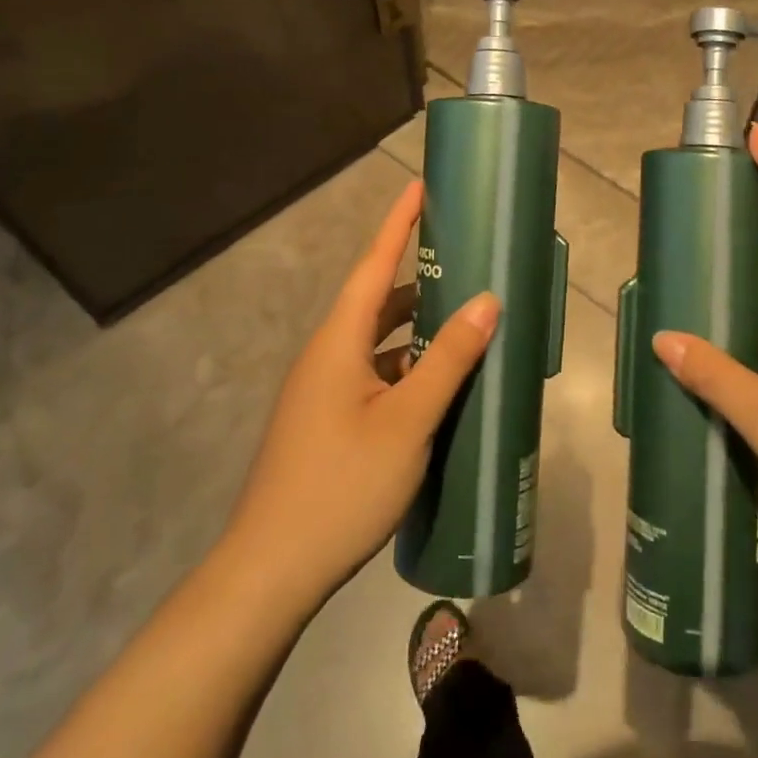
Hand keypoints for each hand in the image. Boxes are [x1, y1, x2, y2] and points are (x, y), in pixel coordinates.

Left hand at [224, 180, 498, 609]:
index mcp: (339, 341)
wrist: (270, 571)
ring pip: (376, 342)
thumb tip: (486, 300)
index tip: (421, 186)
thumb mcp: (407, 421)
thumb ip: (448, 359)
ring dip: (415, 327)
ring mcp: (323, 390)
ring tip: (463, 319)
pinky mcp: (327, 420)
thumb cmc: (341, 486)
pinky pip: (373, 374)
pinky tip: (438, 385)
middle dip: (418, 276)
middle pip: (376, 300)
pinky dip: (406, 366)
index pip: (373, 265)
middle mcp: (327, 355)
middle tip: (464, 259)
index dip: (398, 223)